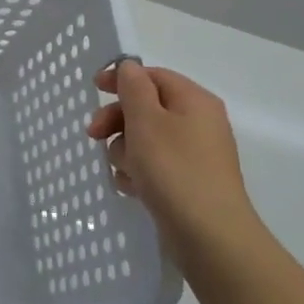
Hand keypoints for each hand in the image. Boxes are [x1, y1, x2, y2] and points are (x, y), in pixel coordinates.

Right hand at [86, 60, 263, 264]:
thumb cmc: (174, 169)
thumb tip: (129, 67)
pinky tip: (130, 187)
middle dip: (118, 120)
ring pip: (146, 139)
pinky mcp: (188, 183)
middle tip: (94, 135)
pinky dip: (138, 172)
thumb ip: (133, 88)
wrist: (210, 236)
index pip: (153, 76)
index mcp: (194, 101)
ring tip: (123, 170)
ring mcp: (195, 155)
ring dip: (125, 150)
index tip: (93, 89)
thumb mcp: (146, 120)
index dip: (121, 78)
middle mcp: (199, 123)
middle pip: (147, 108)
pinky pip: (154, 166)